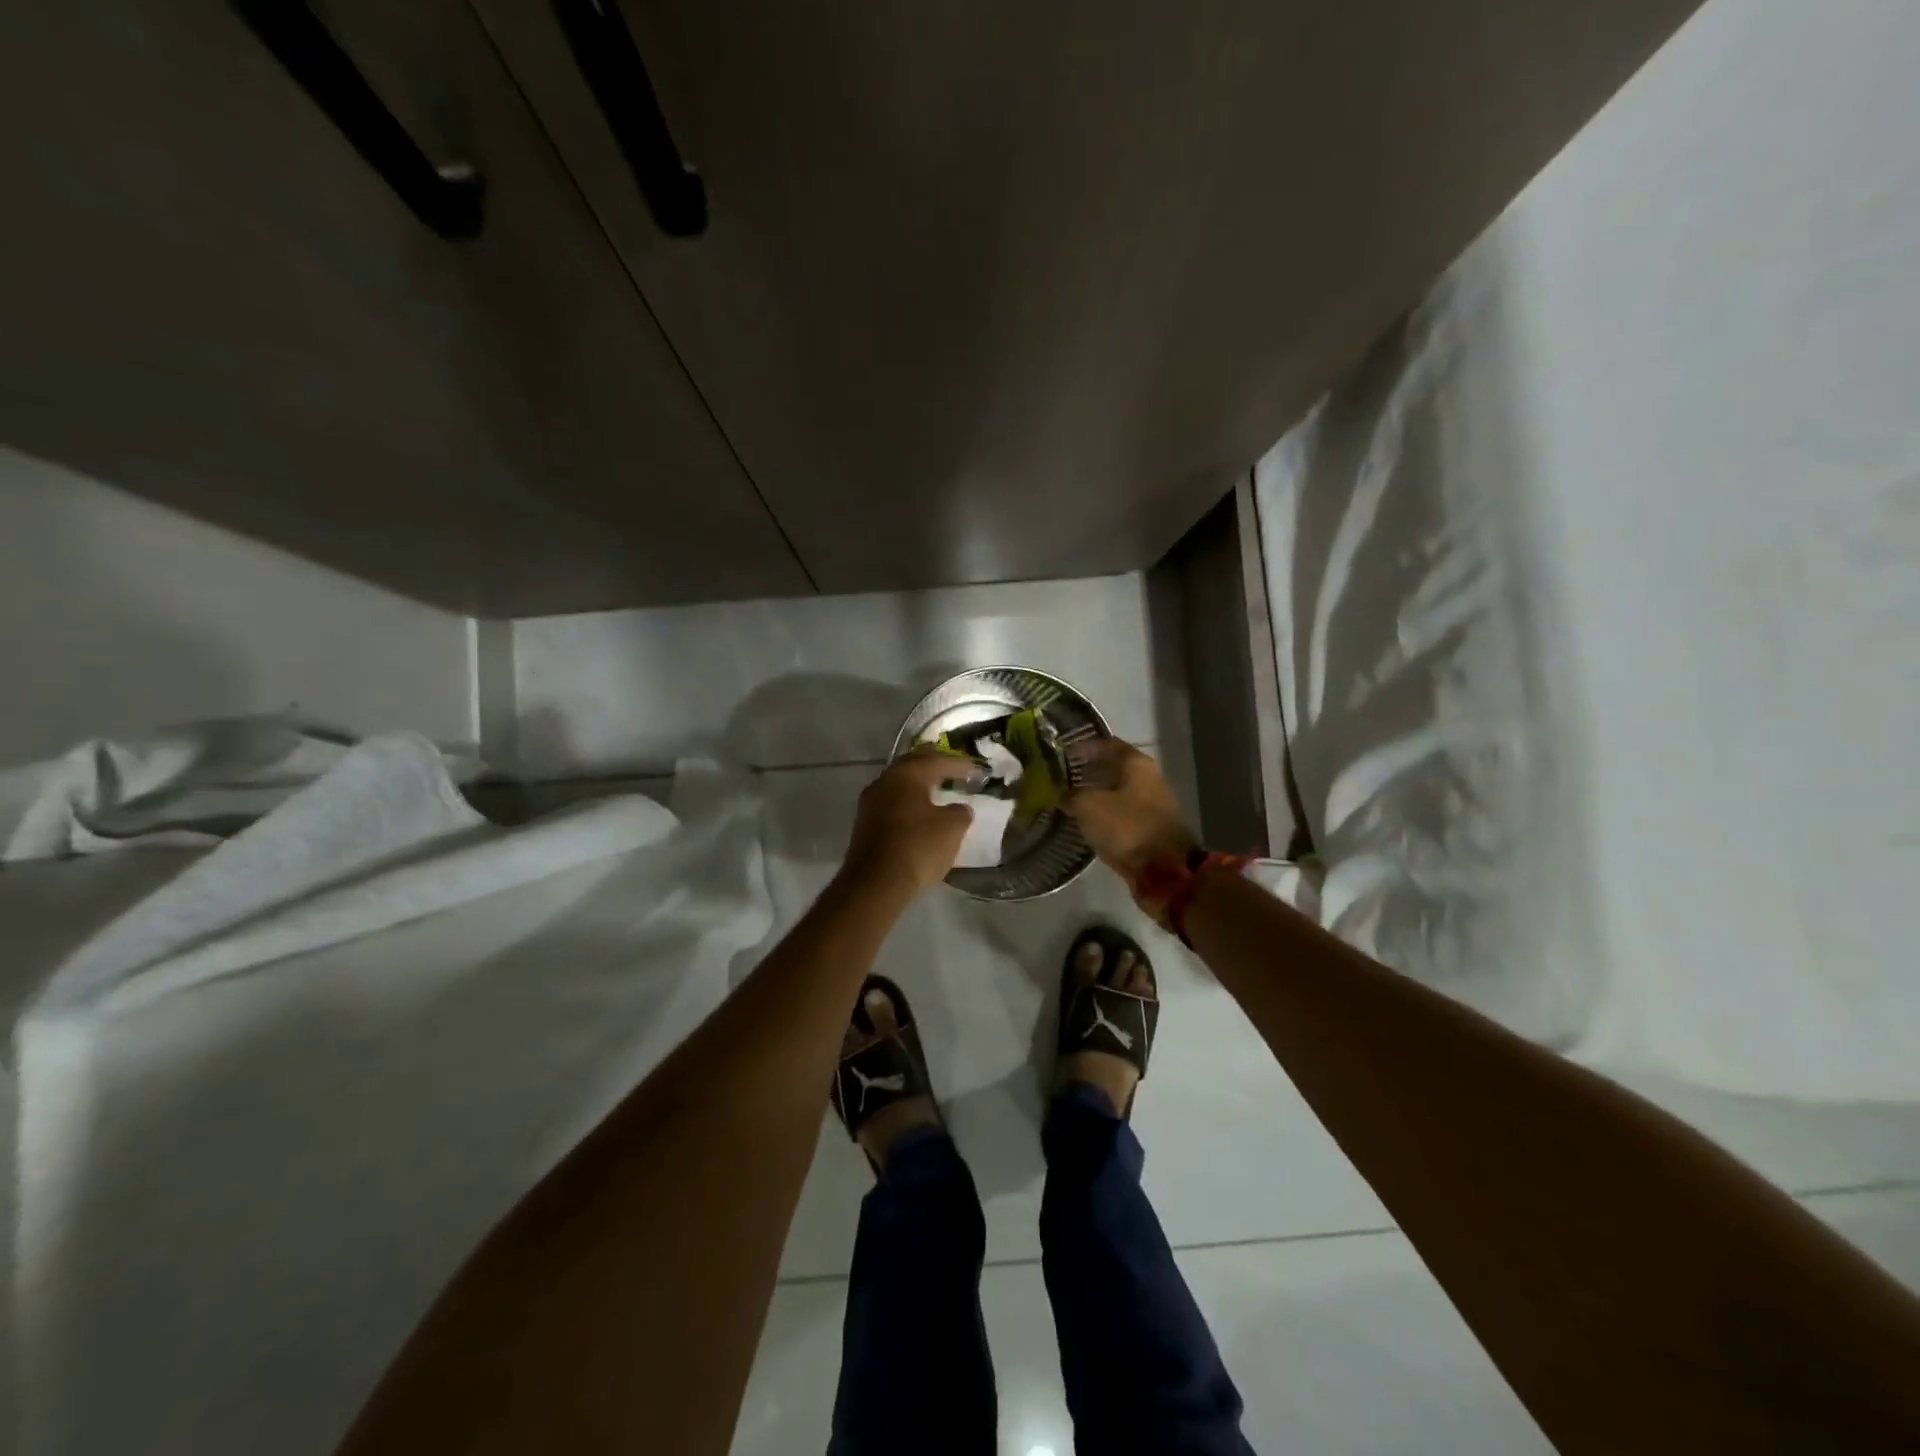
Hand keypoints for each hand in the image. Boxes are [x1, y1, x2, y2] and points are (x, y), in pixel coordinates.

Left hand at [841, 749, 974, 898]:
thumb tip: (960, 808)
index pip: (937, 761)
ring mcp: (870, 803)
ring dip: (920, 785)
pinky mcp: (865, 824)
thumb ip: (961, 812)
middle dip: (935, 767)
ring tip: (939, 791)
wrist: (875, 884)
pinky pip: (892, 803)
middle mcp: (884, 782)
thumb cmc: (917, 848)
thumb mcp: (952, 828)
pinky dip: (909, 803)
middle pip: (913, 766)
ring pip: (900, 785)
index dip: (960, 765)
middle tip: (954, 771)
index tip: (977, 770)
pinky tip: (921, 813)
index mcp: (906, 775)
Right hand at [1063, 738, 1197, 883]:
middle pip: (1115, 768)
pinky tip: (1087, 822)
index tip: (1064, 751)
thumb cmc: (1127, 827)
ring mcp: (1153, 805)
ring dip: (1097, 794)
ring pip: (1119, 792)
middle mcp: (1149, 779)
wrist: (1165, 870)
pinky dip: (1105, 815)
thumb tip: (1062, 794)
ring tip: (1071, 800)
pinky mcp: (1151, 830)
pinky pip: (1123, 815)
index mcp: (1137, 764)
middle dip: (1089, 771)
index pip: (1108, 744)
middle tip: (1063, 776)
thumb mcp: (1089, 807)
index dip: (1085, 746)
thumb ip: (1071, 796)